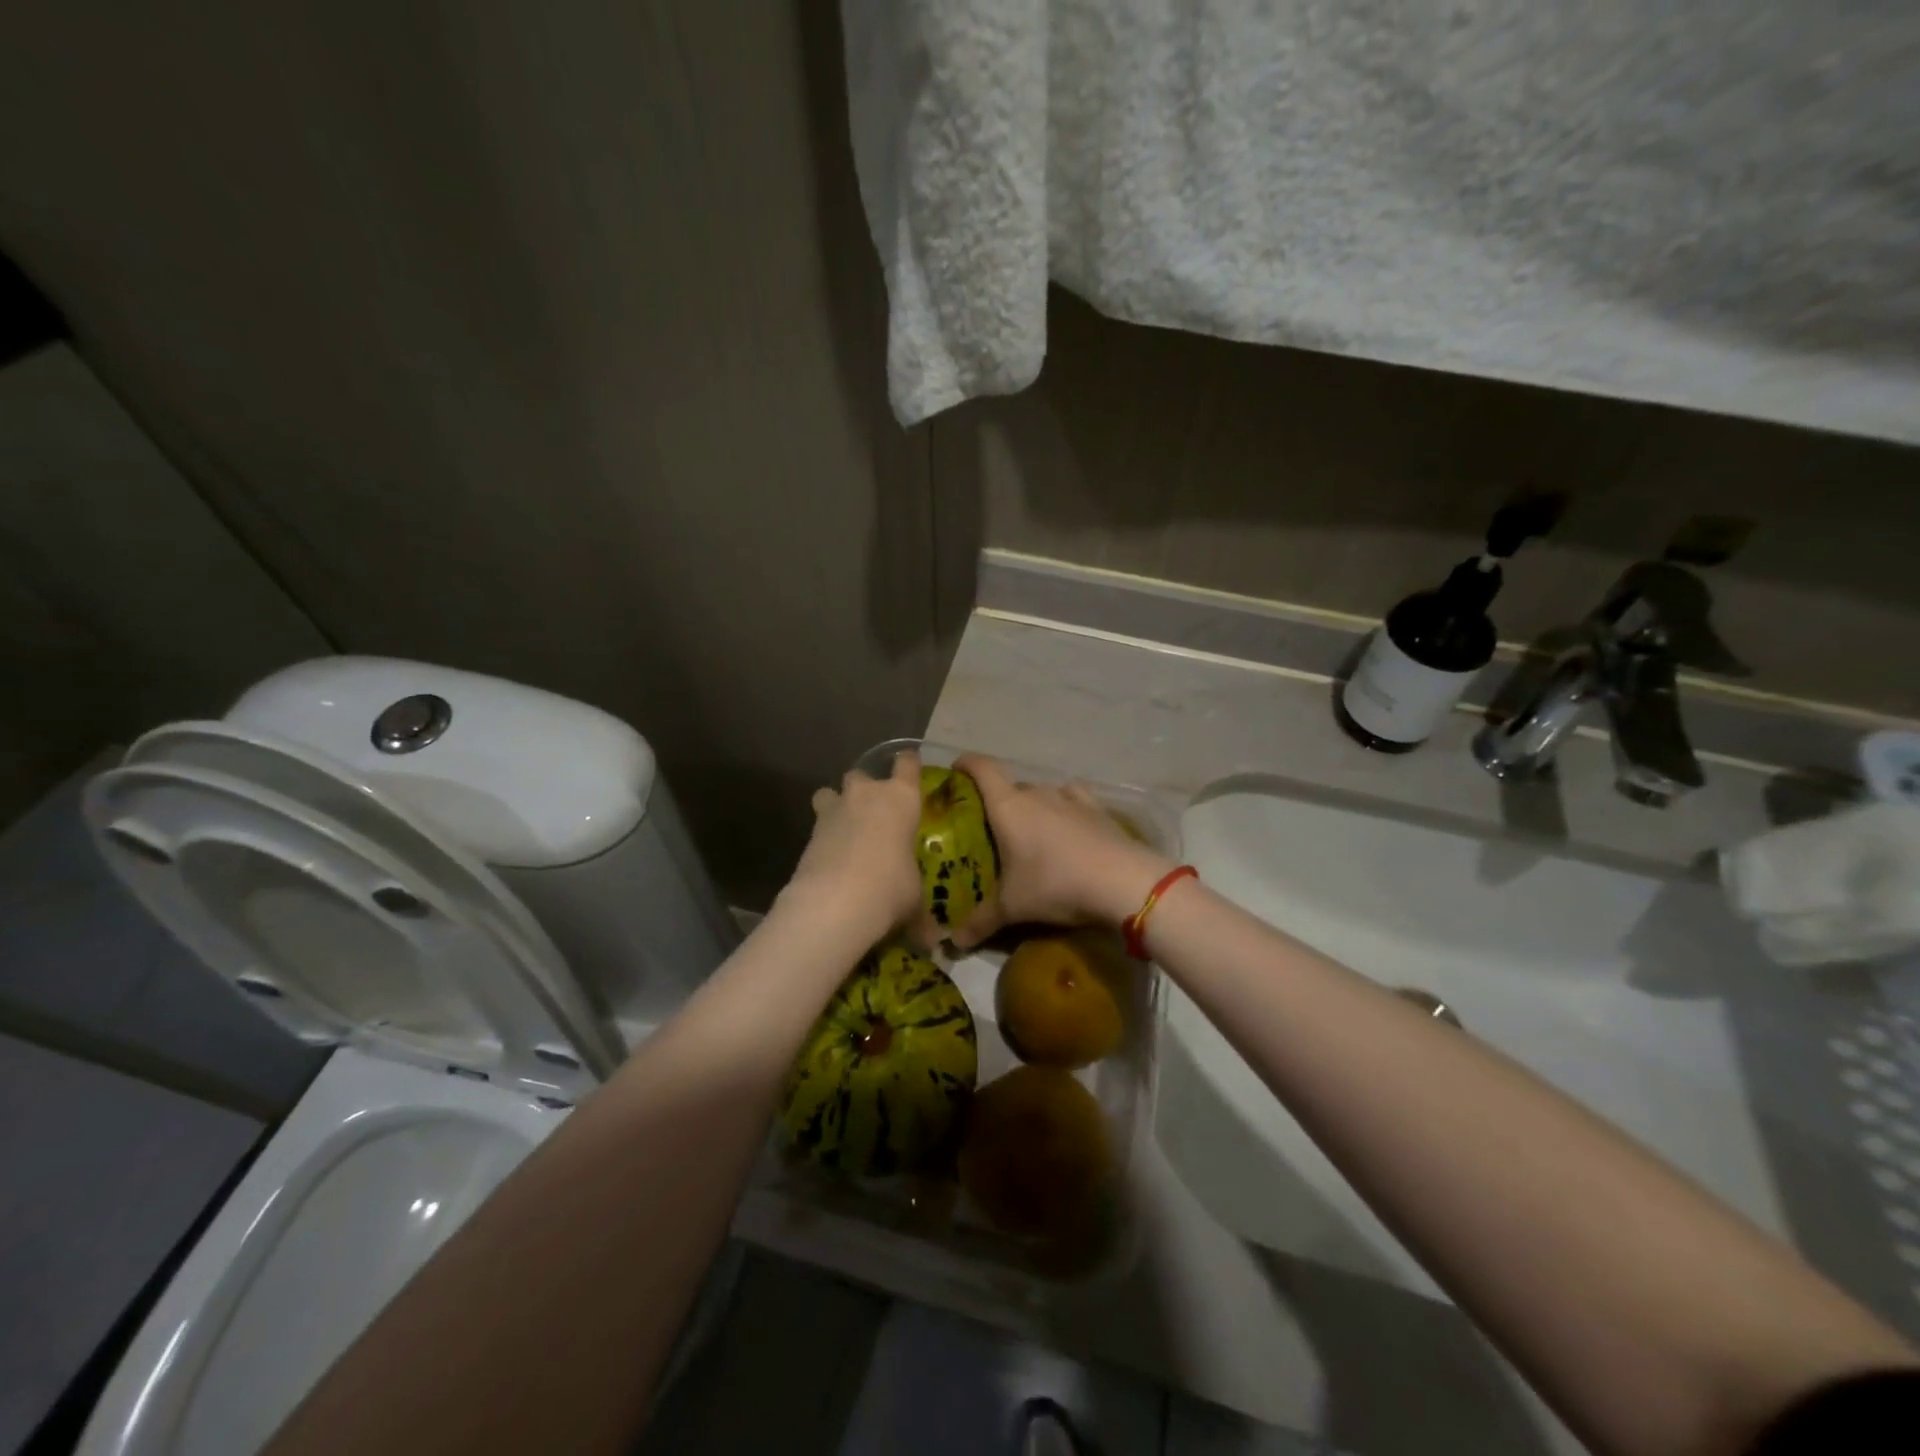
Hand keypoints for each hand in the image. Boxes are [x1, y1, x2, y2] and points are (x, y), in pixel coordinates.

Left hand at [780, 750, 925, 944]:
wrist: (836, 901)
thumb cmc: (891, 887)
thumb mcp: (914, 899)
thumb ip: (920, 909)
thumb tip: (933, 943)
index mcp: (901, 798)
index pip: (907, 763)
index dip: (908, 764)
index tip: (909, 771)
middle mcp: (867, 794)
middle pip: (862, 773)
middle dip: (865, 789)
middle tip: (873, 814)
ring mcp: (834, 810)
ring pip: (830, 792)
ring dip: (836, 805)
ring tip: (844, 830)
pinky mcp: (809, 832)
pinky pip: (818, 824)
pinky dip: (824, 837)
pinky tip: (831, 859)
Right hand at [952, 755, 1174, 948]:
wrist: (1121, 881)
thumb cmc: (1055, 884)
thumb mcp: (1012, 907)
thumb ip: (980, 921)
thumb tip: (954, 941)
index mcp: (1008, 807)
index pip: (982, 768)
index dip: (966, 763)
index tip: (955, 769)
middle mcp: (1037, 793)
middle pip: (1010, 786)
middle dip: (997, 801)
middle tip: (989, 827)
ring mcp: (1070, 798)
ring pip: (1041, 793)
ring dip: (1031, 806)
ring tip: (1028, 831)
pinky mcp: (1097, 809)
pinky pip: (1071, 798)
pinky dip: (1063, 807)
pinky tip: (1065, 824)